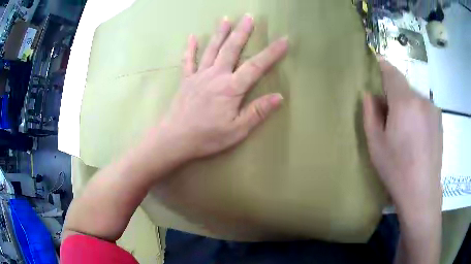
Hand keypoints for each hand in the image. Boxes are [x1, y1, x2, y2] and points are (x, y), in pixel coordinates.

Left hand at [145, 15, 287, 165]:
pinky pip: (188, 60)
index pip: (256, 66)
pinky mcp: (186, 80)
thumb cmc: (207, 137)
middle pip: (231, 49)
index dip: (272, 53)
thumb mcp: (237, 130)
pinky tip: (191, 37)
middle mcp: (215, 75)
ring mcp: (198, 75)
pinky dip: (190, 48)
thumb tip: (279, 97)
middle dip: (242, 32)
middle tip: (248, 17)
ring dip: (220, 33)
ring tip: (226, 19)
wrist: (175, 139)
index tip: (283, 40)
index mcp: (231, 88)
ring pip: (211, 49)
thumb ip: (257, 112)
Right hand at [363, 59, 442, 221]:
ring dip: (406, 104)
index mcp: (405, 102)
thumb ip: (370, 114)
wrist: (422, 192)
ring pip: (415, 97)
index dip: (383, 65)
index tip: (376, 61)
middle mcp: (422, 100)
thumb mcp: (376, 144)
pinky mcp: (439, 120)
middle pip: (404, 86)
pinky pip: (424, 108)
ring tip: (403, 129)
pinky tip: (415, 136)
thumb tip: (369, 95)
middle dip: (394, 92)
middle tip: (387, 113)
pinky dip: (416, 113)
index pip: (392, 72)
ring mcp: (433, 110)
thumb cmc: (396, 169)